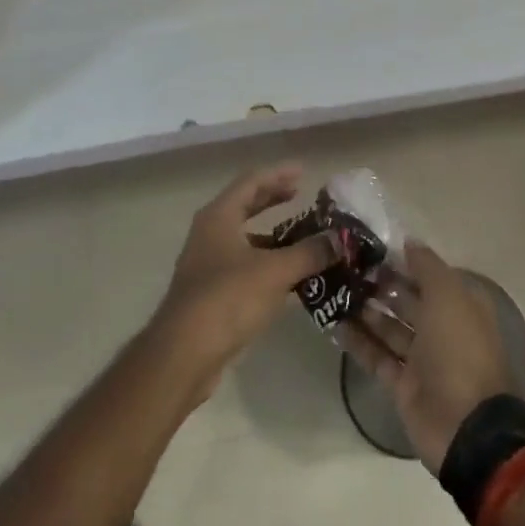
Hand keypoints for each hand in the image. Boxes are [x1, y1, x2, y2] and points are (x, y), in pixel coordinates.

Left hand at [148, 164, 333, 401]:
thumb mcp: (275, 271)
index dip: (278, 174)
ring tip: (304, 237)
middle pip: (245, 206)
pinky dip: (267, 262)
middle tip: (302, 195)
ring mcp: (208, 263)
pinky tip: (290, 276)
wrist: (184, 354)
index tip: (303, 171)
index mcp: (219, 216)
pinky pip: (244, 265)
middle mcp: (210, 233)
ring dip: (273, 235)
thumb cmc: (227, 298)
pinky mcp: (211, 292)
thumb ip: (309, 253)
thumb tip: (340, 239)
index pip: (251, 182)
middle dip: (274, 199)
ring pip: (245, 238)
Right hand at [340, 241, 519, 472]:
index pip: (428, 274)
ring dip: (365, 310)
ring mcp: (422, 359)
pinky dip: (359, 342)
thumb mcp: (448, 295)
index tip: (370, 245)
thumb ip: (426, 265)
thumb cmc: (459, 348)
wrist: (465, 426)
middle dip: (380, 283)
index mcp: (460, 305)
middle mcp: (442, 328)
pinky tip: (333, 323)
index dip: (402, 259)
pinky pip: (377, 357)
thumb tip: (407, 241)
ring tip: (334, 289)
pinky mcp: (403, 385)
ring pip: (389, 327)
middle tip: (345, 265)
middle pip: (407, 299)